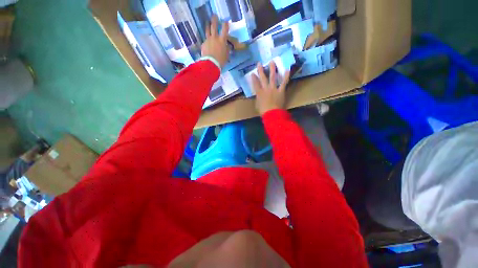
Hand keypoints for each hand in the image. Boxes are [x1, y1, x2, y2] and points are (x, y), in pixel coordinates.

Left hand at [201, 15, 229, 67]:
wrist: (210, 64)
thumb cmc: (221, 60)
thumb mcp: (226, 56)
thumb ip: (227, 50)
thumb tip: (227, 46)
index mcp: (222, 40)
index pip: (224, 29)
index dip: (225, 24)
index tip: (226, 22)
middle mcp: (215, 38)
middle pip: (214, 26)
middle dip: (214, 20)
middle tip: (214, 16)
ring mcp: (208, 40)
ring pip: (207, 30)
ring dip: (207, 26)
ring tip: (207, 23)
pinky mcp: (203, 44)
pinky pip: (205, 40)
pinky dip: (207, 40)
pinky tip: (207, 42)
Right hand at [253, 61, 290, 115]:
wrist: (272, 114)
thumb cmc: (264, 111)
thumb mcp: (258, 105)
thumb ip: (258, 99)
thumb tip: (259, 96)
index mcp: (259, 93)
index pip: (255, 84)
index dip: (254, 78)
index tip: (252, 73)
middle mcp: (266, 89)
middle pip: (263, 78)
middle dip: (261, 71)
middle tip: (259, 63)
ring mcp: (274, 89)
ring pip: (273, 77)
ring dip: (272, 69)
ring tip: (272, 62)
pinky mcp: (281, 91)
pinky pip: (283, 83)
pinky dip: (285, 77)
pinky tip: (287, 70)